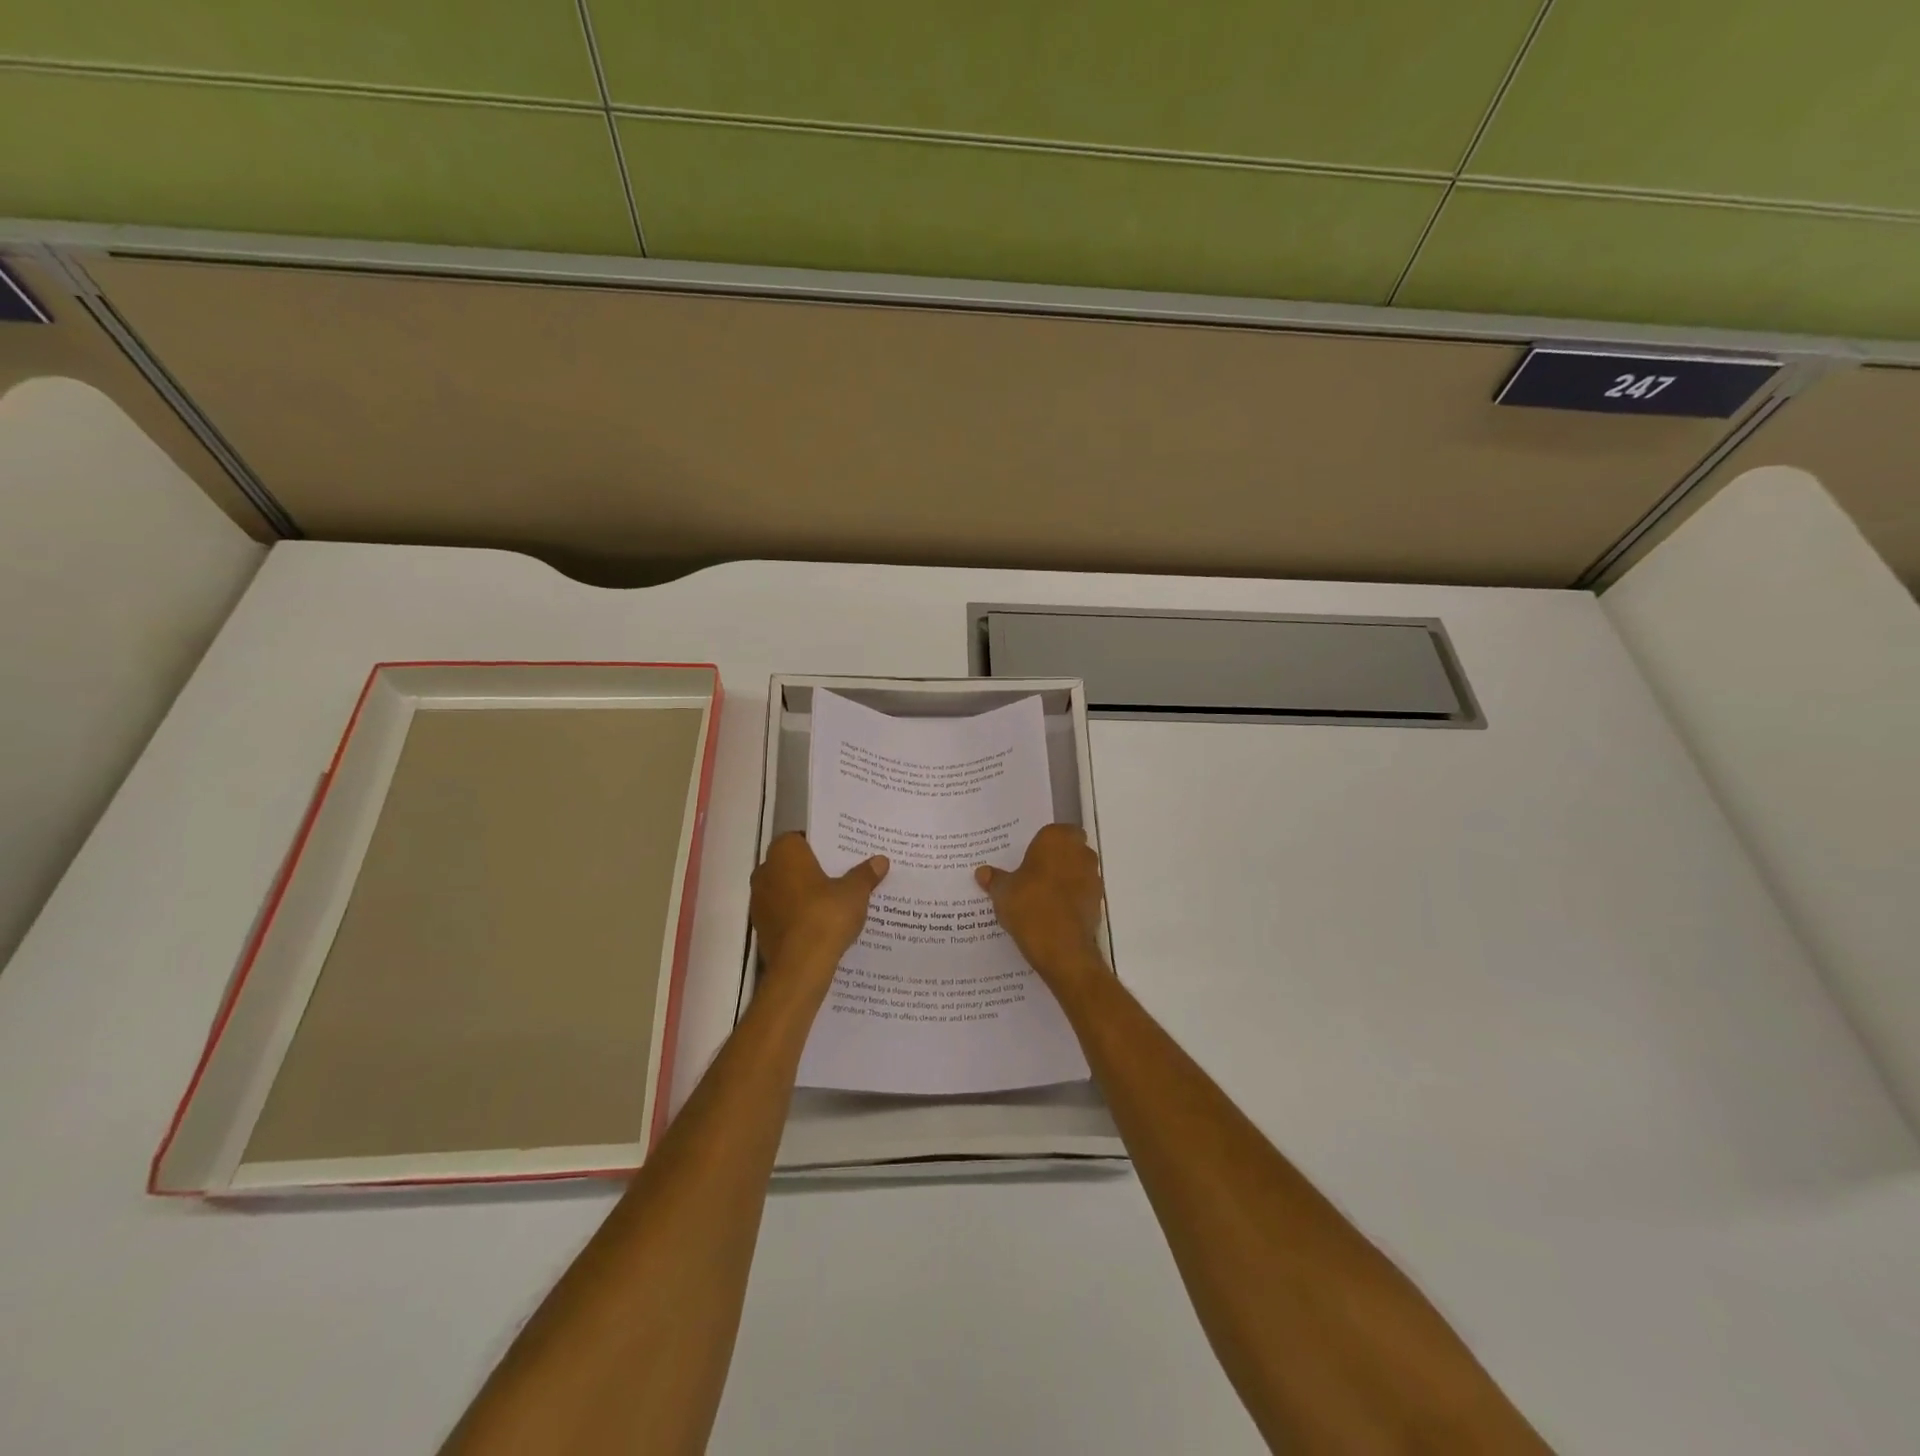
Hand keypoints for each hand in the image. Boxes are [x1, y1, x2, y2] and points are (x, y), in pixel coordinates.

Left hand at [751, 833, 888, 981]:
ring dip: (804, 894)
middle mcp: (765, 872)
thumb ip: (865, 874)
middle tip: (841, 875)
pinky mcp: (761, 928)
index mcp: (784, 853)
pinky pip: (783, 914)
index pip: (800, 838)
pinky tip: (821, 925)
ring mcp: (759, 902)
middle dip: (812, 870)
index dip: (820, 845)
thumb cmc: (826, 916)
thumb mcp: (855, 892)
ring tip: (834, 902)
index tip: (840, 854)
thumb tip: (880, 860)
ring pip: (786, 890)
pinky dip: (798, 916)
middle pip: (792, 864)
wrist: (800, 966)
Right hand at [975, 824, 1107, 990]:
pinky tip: (1051, 913)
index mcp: (1057, 839)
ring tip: (1039, 896)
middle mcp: (1080, 853)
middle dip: (1054, 859)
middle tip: (1030, 874)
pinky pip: (1081, 894)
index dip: (1042, 843)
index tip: (1026, 857)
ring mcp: (1093, 878)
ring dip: (1064, 879)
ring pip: (1077, 871)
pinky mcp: (1097, 903)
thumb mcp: (1003, 892)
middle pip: (1068, 849)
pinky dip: (1070, 899)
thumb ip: (995, 879)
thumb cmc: (1030, 906)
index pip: (1054, 831)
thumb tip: (982, 872)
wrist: (1062, 949)